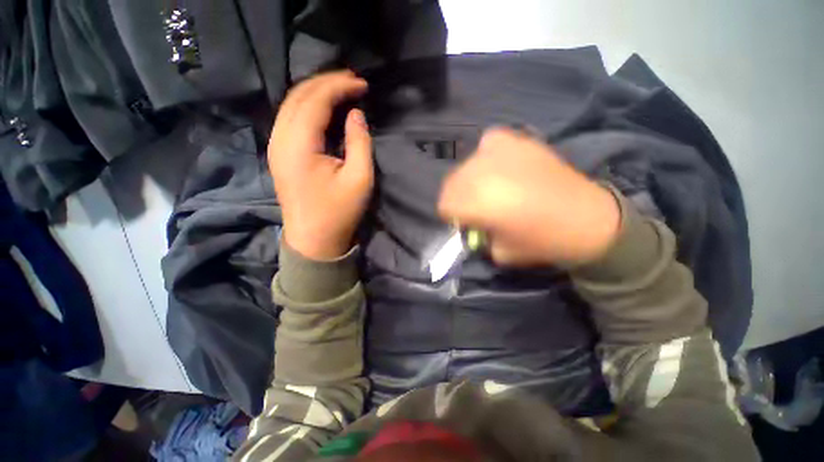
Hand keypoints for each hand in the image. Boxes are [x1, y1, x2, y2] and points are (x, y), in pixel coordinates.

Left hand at [268, 71, 372, 259]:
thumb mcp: (359, 179)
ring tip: (342, 91)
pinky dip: (309, 107)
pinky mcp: (279, 154)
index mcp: (298, 145)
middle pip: (298, 95)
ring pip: (291, 104)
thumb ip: (360, 142)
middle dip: (327, 83)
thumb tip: (356, 115)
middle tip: (353, 82)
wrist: (314, 240)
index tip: (363, 84)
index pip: (315, 99)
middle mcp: (280, 139)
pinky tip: (325, 109)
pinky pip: (290, 119)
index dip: (339, 86)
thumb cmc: (339, 212)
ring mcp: (275, 146)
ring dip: (317, 93)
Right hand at [438, 128, 620, 266]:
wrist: (587, 218)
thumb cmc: (540, 241)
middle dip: (459, 198)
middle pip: (451, 183)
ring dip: (472, 180)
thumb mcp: (498, 252)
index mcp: (475, 201)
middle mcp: (481, 172)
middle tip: (477, 207)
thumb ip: (476, 236)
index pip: (443, 204)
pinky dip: (488, 157)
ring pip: (466, 166)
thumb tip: (469, 223)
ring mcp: (499, 152)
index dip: (452, 216)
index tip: (465, 221)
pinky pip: (488, 144)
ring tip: (492, 189)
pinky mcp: (517, 140)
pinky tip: (502, 168)